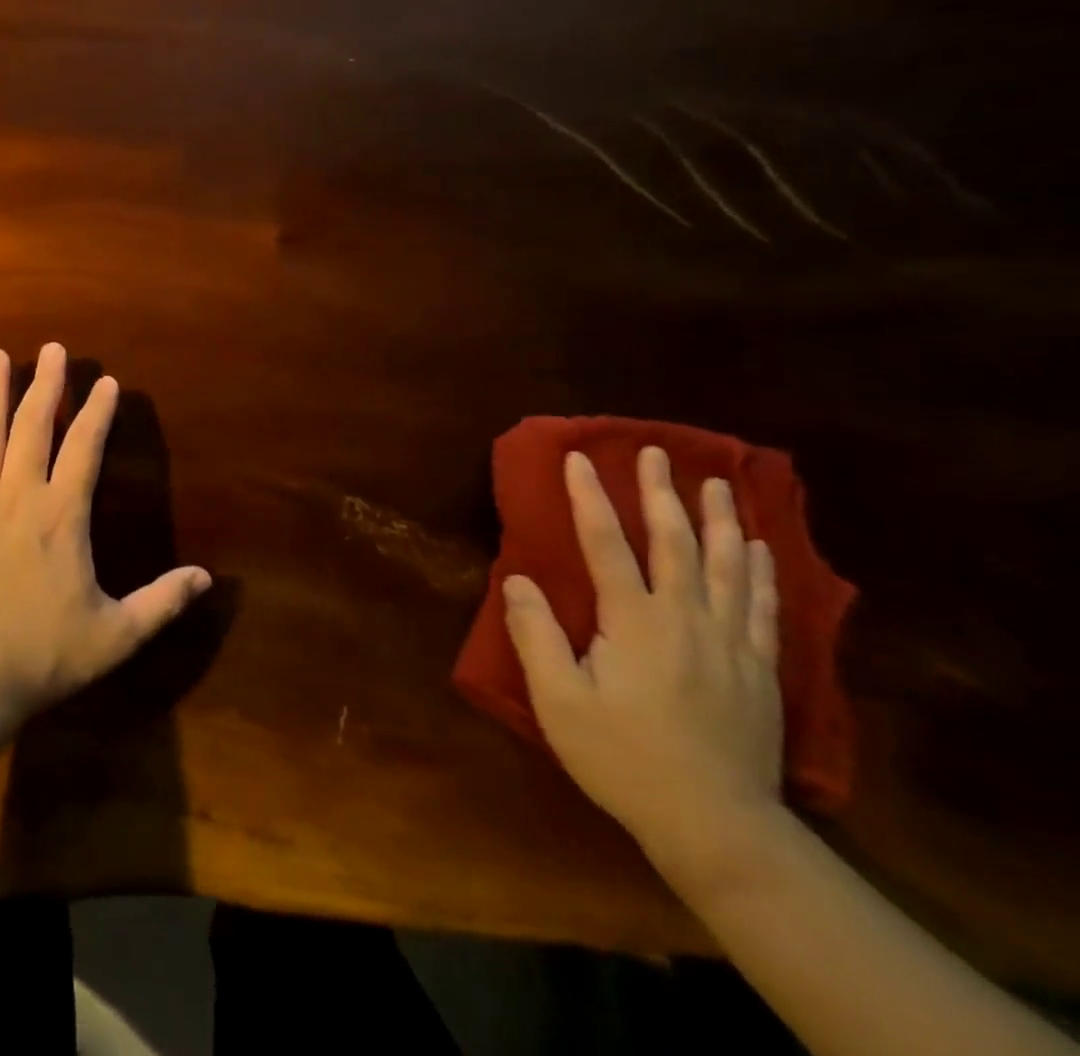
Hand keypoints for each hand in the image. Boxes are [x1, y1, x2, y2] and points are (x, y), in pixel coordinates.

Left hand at [0, 344, 211, 735]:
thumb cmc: (39, 657)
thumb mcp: (114, 636)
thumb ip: (161, 603)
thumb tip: (207, 577)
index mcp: (61, 516)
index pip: (85, 448)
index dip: (97, 412)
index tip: (106, 382)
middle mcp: (17, 496)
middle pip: (33, 426)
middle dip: (46, 384)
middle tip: (53, 348)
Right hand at [502, 446, 784, 885]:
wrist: (718, 828)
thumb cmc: (623, 760)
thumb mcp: (559, 702)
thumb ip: (535, 635)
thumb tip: (517, 579)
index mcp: (635, 622)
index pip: (607, 544)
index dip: (590, 498)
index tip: (578, 458)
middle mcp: (687, 619)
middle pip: (675, 542)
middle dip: (661, 493)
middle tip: (655, 452)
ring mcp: (730, 644)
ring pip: (729, 566)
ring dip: (721, 519)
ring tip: (718, 482)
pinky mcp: (761, 671)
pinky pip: (763, 606)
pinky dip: (761, 570)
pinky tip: (760, 547)